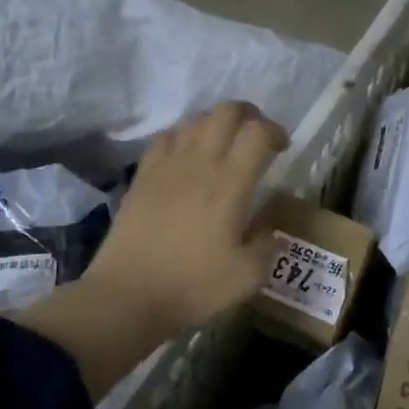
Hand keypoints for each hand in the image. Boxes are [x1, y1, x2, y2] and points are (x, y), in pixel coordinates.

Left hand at [83, 102, 287, 341]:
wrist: (127, 296)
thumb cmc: (192, 286)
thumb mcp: (248, 277)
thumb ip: (265, 245)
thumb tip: (263, 228)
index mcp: (230, 183)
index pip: (257, 132)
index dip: (275, 131)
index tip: (282, 149)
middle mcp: (199, 163)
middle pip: (226, 112)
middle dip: (248, 115)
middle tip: (256, 137)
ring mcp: (166, 166)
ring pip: (195, 120)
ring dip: (216, 124)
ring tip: (223, 146)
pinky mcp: (142, 176)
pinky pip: (165, 138)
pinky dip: (183, 136)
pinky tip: (186, 157)